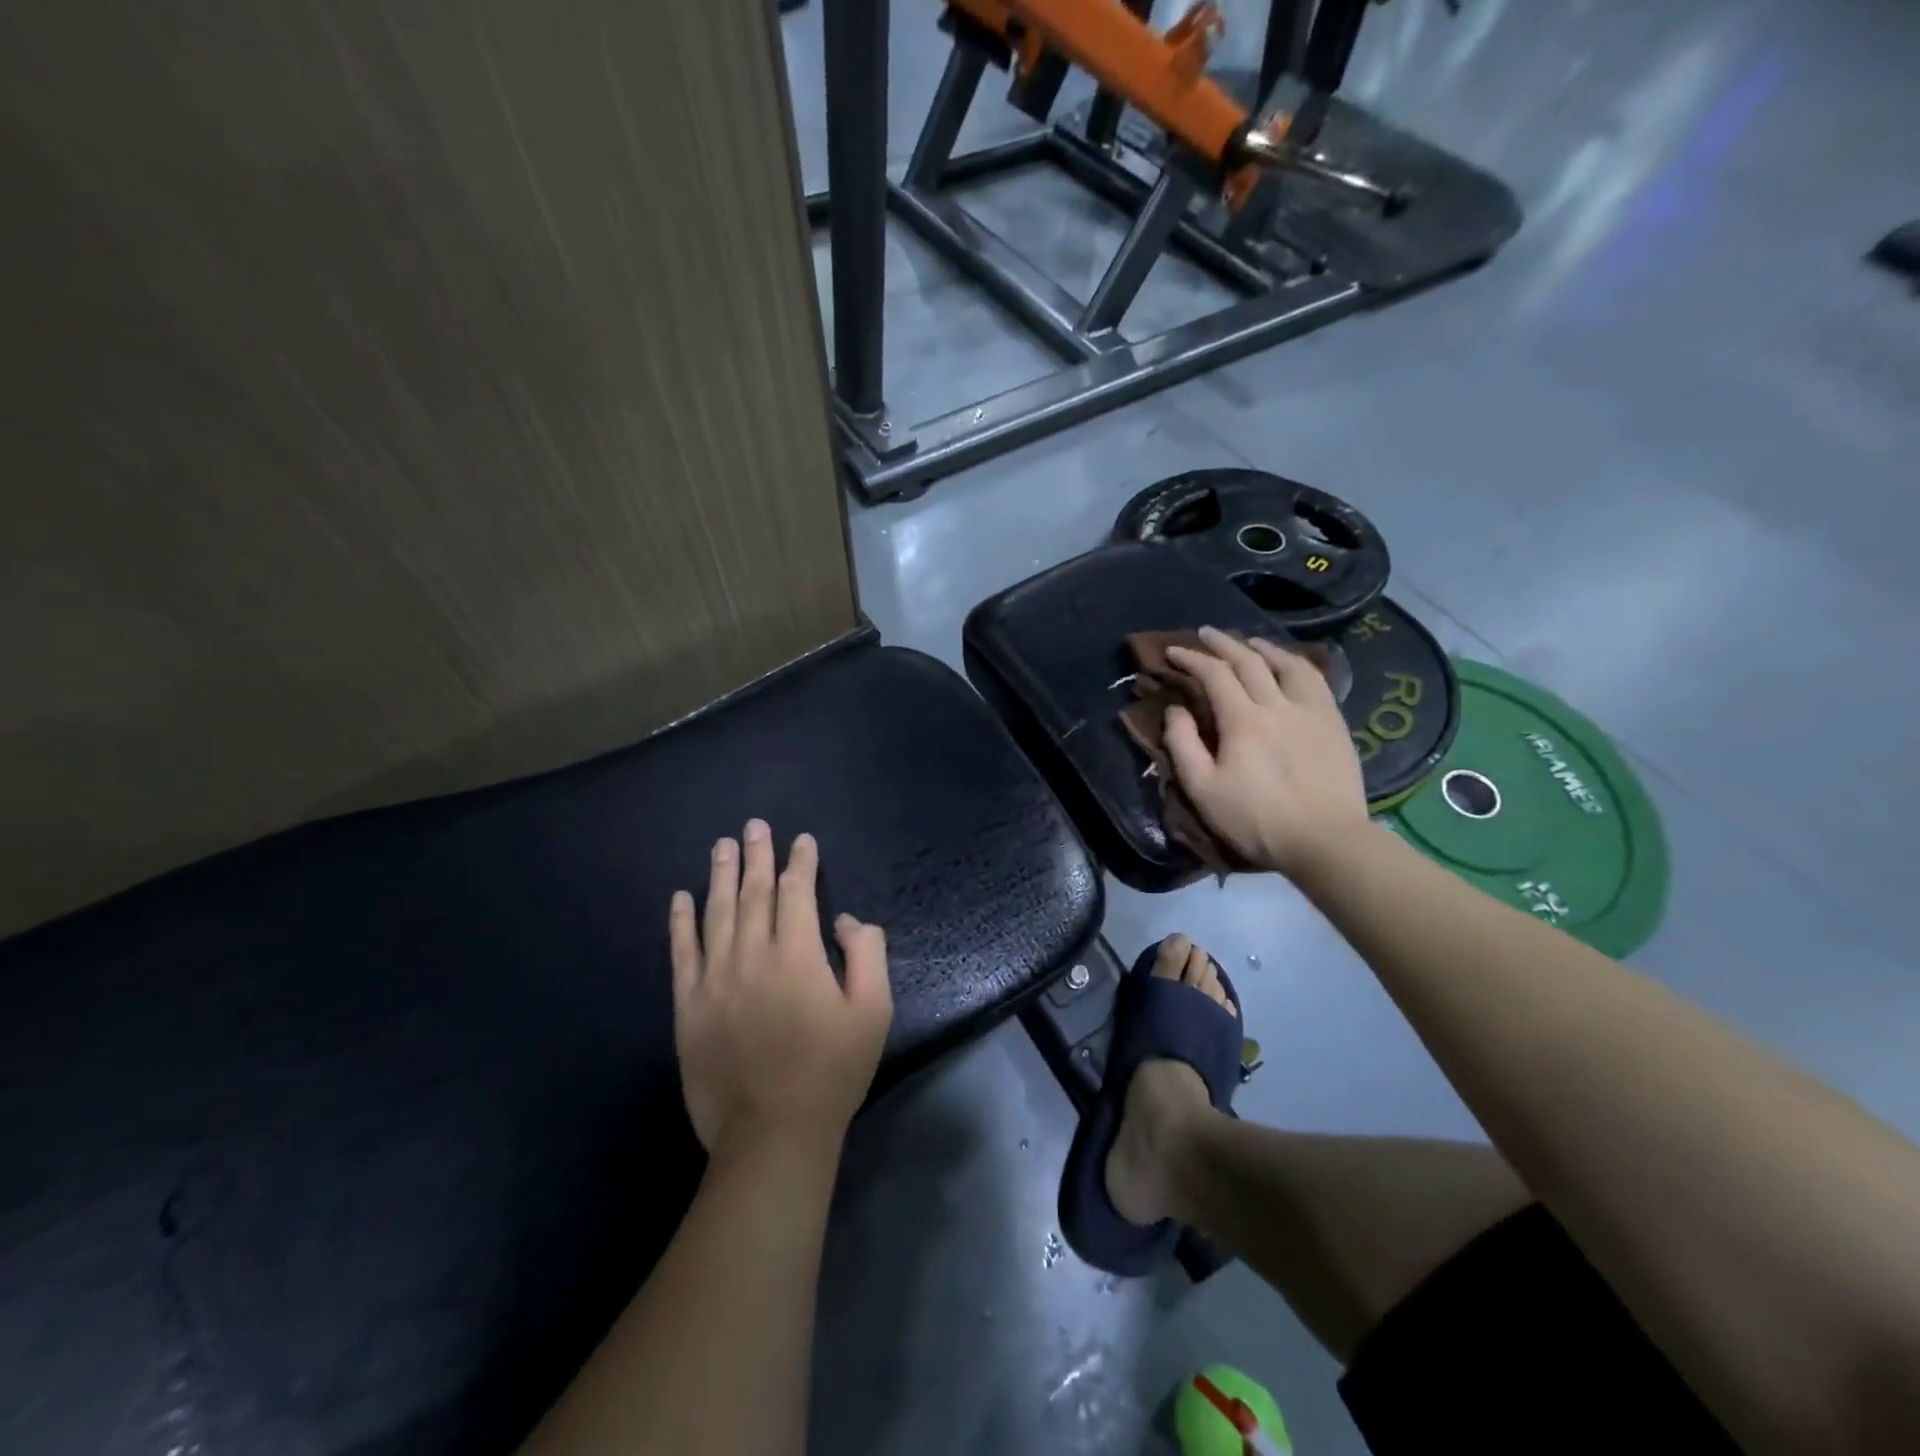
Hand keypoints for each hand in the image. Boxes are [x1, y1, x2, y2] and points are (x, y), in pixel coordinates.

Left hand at [669, 820, 891, 1159]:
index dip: (801, 862)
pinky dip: (680, 922)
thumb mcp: (873, 1011)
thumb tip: (843, 921)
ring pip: (716, 913)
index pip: (797, 893)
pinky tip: (681, 898)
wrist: (773, 1133)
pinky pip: (681, 953)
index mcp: (797, 955)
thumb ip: (866, 955)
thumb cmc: (831, 1071)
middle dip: (758, 856)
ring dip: (720, 876)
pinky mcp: (688, 1006)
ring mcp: (715, 980)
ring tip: (722, 846)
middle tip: (754, 826)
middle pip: (754, 893)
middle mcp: (752, 956)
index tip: (802, 840)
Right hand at [1163, 626, 1369, 878]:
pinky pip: (1316, 680)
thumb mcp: (1203, 789)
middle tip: (1205, 633)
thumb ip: (1183, 744)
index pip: (1214, 674)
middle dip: (1223, 643)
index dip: (1191, 659)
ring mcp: (1311, 711)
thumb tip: (1176, 709)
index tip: (1172, 652)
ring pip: (1287, 664)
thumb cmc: (1256, 820)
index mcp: (1242, 720)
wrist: (1326, 841)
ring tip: (1249, 642)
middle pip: (1249, 661)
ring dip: (1263, 648)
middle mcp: (1278, 704)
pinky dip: (1296, 664)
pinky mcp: (1334, 724)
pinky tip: (1291, 666)